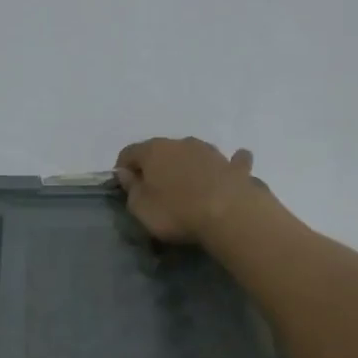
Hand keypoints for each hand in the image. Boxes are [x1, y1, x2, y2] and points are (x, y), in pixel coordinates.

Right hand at [114, 137, 260, 243]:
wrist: (229, 214)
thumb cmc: (176, 212)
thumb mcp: (141, 208)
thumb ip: (131, 189)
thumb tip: (126, 173)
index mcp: (154, 151)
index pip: (129, 152)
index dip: (122, 168)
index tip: (123, 186)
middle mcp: (182, 143)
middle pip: (162, 151)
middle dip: (156, 166)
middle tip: (155, 190)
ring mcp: (211, 152)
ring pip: (193, 154)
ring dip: (188, 165)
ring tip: (188, 186)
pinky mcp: (234, 166)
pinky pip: (230, 161)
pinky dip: (227, 165)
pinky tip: (230, 168)